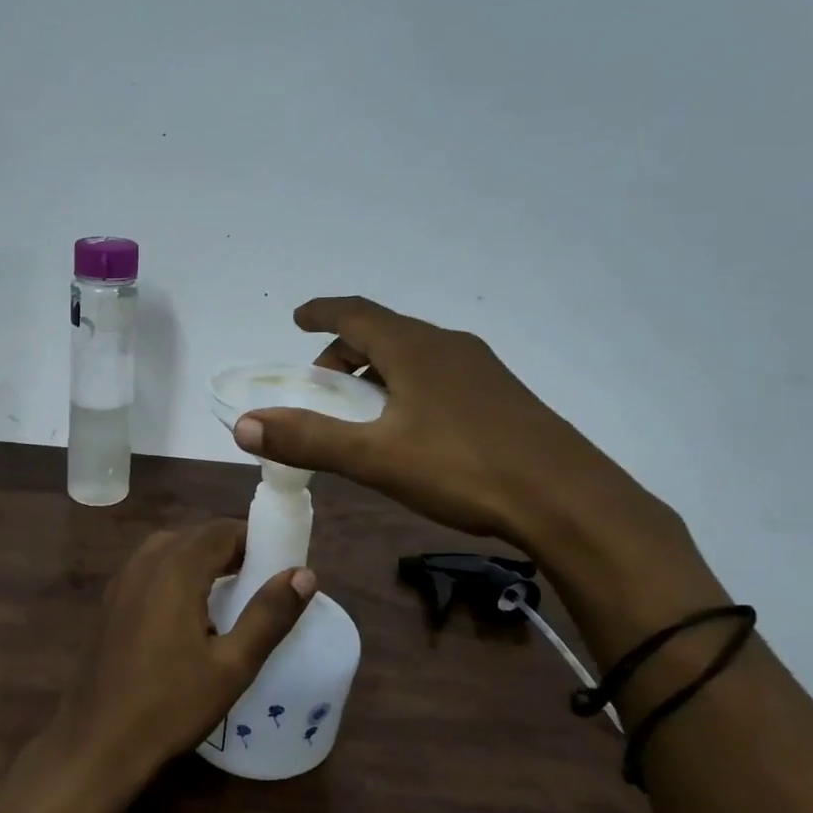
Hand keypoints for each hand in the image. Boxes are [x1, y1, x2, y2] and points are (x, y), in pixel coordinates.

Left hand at [51, 521, 314, 786]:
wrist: (99, 741)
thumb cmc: (171, 705)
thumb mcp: (233, 666)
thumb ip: (269, 615)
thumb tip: (304, 573)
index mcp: (176, 568)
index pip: (223, 530)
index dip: (255, 541)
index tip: (279, 566)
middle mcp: (145, 561)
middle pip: (197, 535)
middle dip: (232, 550)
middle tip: (261, 584)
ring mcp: (122, 579)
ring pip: (172, 549)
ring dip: (203, 560)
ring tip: (231, 596)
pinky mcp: (111, 600)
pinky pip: (151, 568)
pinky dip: (177, 573)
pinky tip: (190, 612)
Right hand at [232, 296, 665, 551]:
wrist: (568, 500)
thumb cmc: (464, 469)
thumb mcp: (375, 457)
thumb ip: (308, 439)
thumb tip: (243, 425)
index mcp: (414, 348)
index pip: (356, 313)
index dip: (322, 312)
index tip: (298, 317)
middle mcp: (447, 346)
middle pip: (384, 333)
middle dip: (345, 351)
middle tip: (322, 385)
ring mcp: (480, 370)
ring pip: (413, 355)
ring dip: (377, 371)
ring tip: (362, 410)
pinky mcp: (501, 396)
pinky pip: (439, 375)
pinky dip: (407, 385)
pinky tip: (412, 428)